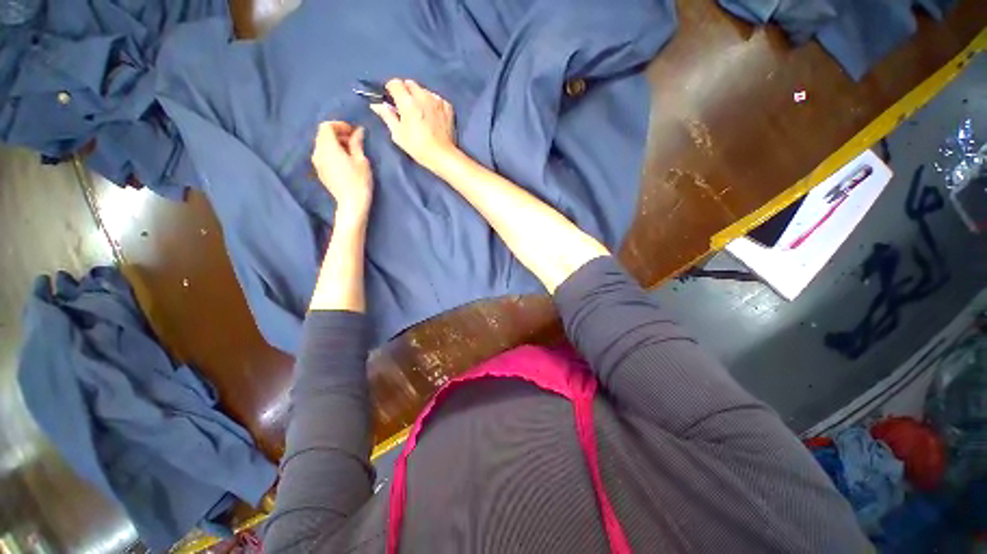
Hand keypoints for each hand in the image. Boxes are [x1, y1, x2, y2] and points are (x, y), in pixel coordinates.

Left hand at [312, 121, 372, 216]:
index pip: (326, 127)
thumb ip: (357, 143)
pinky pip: (323, 156)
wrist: (352, 203)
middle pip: (323, 135)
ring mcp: (317, 163)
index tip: (353, 132)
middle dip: (337, 134)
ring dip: (334, 144)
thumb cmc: (359, 181)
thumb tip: (358, 131)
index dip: (339, 126)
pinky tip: (344, 162)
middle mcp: (318, 152)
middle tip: (353, 141)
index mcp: (328, 147)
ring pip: (322, 145)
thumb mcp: (361, 160)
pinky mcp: (320, 172)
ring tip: (350, 152)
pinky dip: (331, 153)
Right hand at [370, 79, 456, 171]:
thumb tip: (376, 105)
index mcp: (408, 102)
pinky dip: (432, 103)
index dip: (391, 90)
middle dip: (405, 91)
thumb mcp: (398, 134)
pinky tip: (432, 116)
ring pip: (424, 90)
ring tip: (420, 113)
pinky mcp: (448, 107)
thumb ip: (387, 116)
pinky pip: (436, 98)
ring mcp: (437, 100)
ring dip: (419, 97)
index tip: (392, 99)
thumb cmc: (418, 147)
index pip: (395, 83)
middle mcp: (423, 96)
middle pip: (410, 84)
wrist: (443, 156)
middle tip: (405, 107)